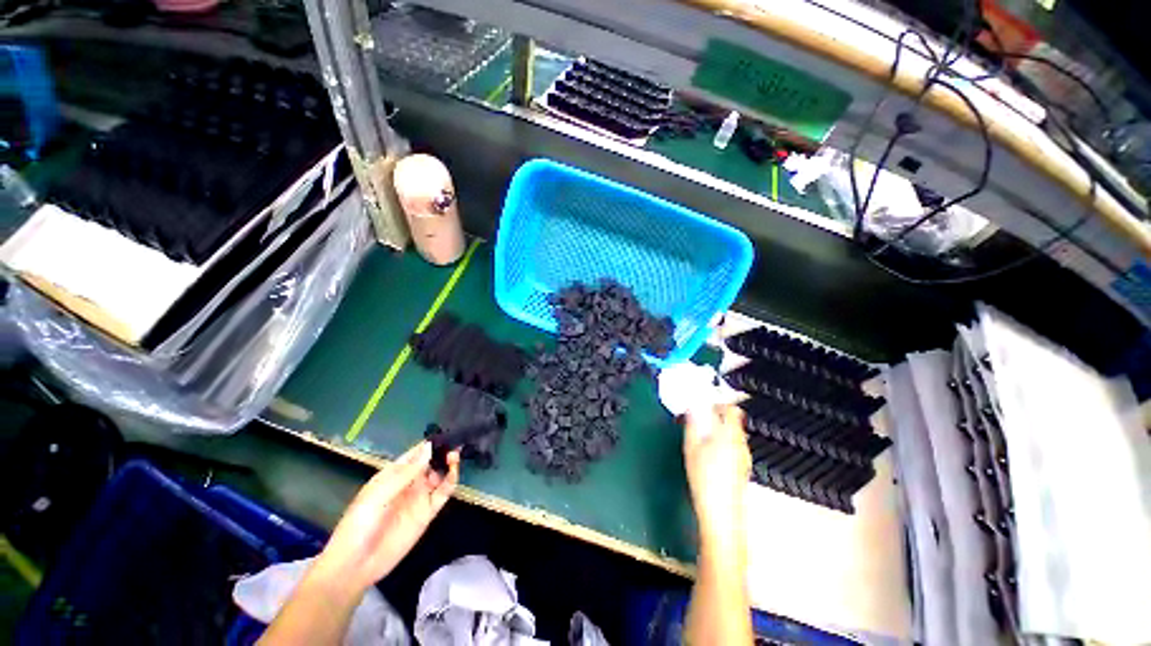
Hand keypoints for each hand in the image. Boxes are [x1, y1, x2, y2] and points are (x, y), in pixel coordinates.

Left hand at [311, 441, 458, 592]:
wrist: (356, 565)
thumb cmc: (359, 524)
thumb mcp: (379, 495)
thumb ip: (406, 472)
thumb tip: (428, 447)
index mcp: (392, 475)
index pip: (415, 454)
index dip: (429, 443)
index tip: (445, 432)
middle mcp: (409, 483)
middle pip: (430, 462)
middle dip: (442, 451)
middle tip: (455, 441)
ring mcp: (419, 498)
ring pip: (439, 475)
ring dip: (448, 463)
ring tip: (455, 454)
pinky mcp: (427, 513)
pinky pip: (443, 494)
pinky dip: (451, 481)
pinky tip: (454, 471)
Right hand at [683, 404, 749, 543]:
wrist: (722, 516)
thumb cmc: (705, 478)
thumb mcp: (692, 448)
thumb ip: (692, 425)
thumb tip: (691, 408)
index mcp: (730, 434)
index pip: (731, 409)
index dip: (719, 402)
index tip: (705, 402)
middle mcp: (741, 443)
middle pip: (733, 421)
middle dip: (716, 416)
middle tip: (698, 418)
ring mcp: (744, 457)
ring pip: (733, 434)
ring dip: (719, 430)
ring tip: (700, 436)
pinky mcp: (742, 469)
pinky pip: (733, 447)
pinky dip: (722, 443)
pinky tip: (708, 454)